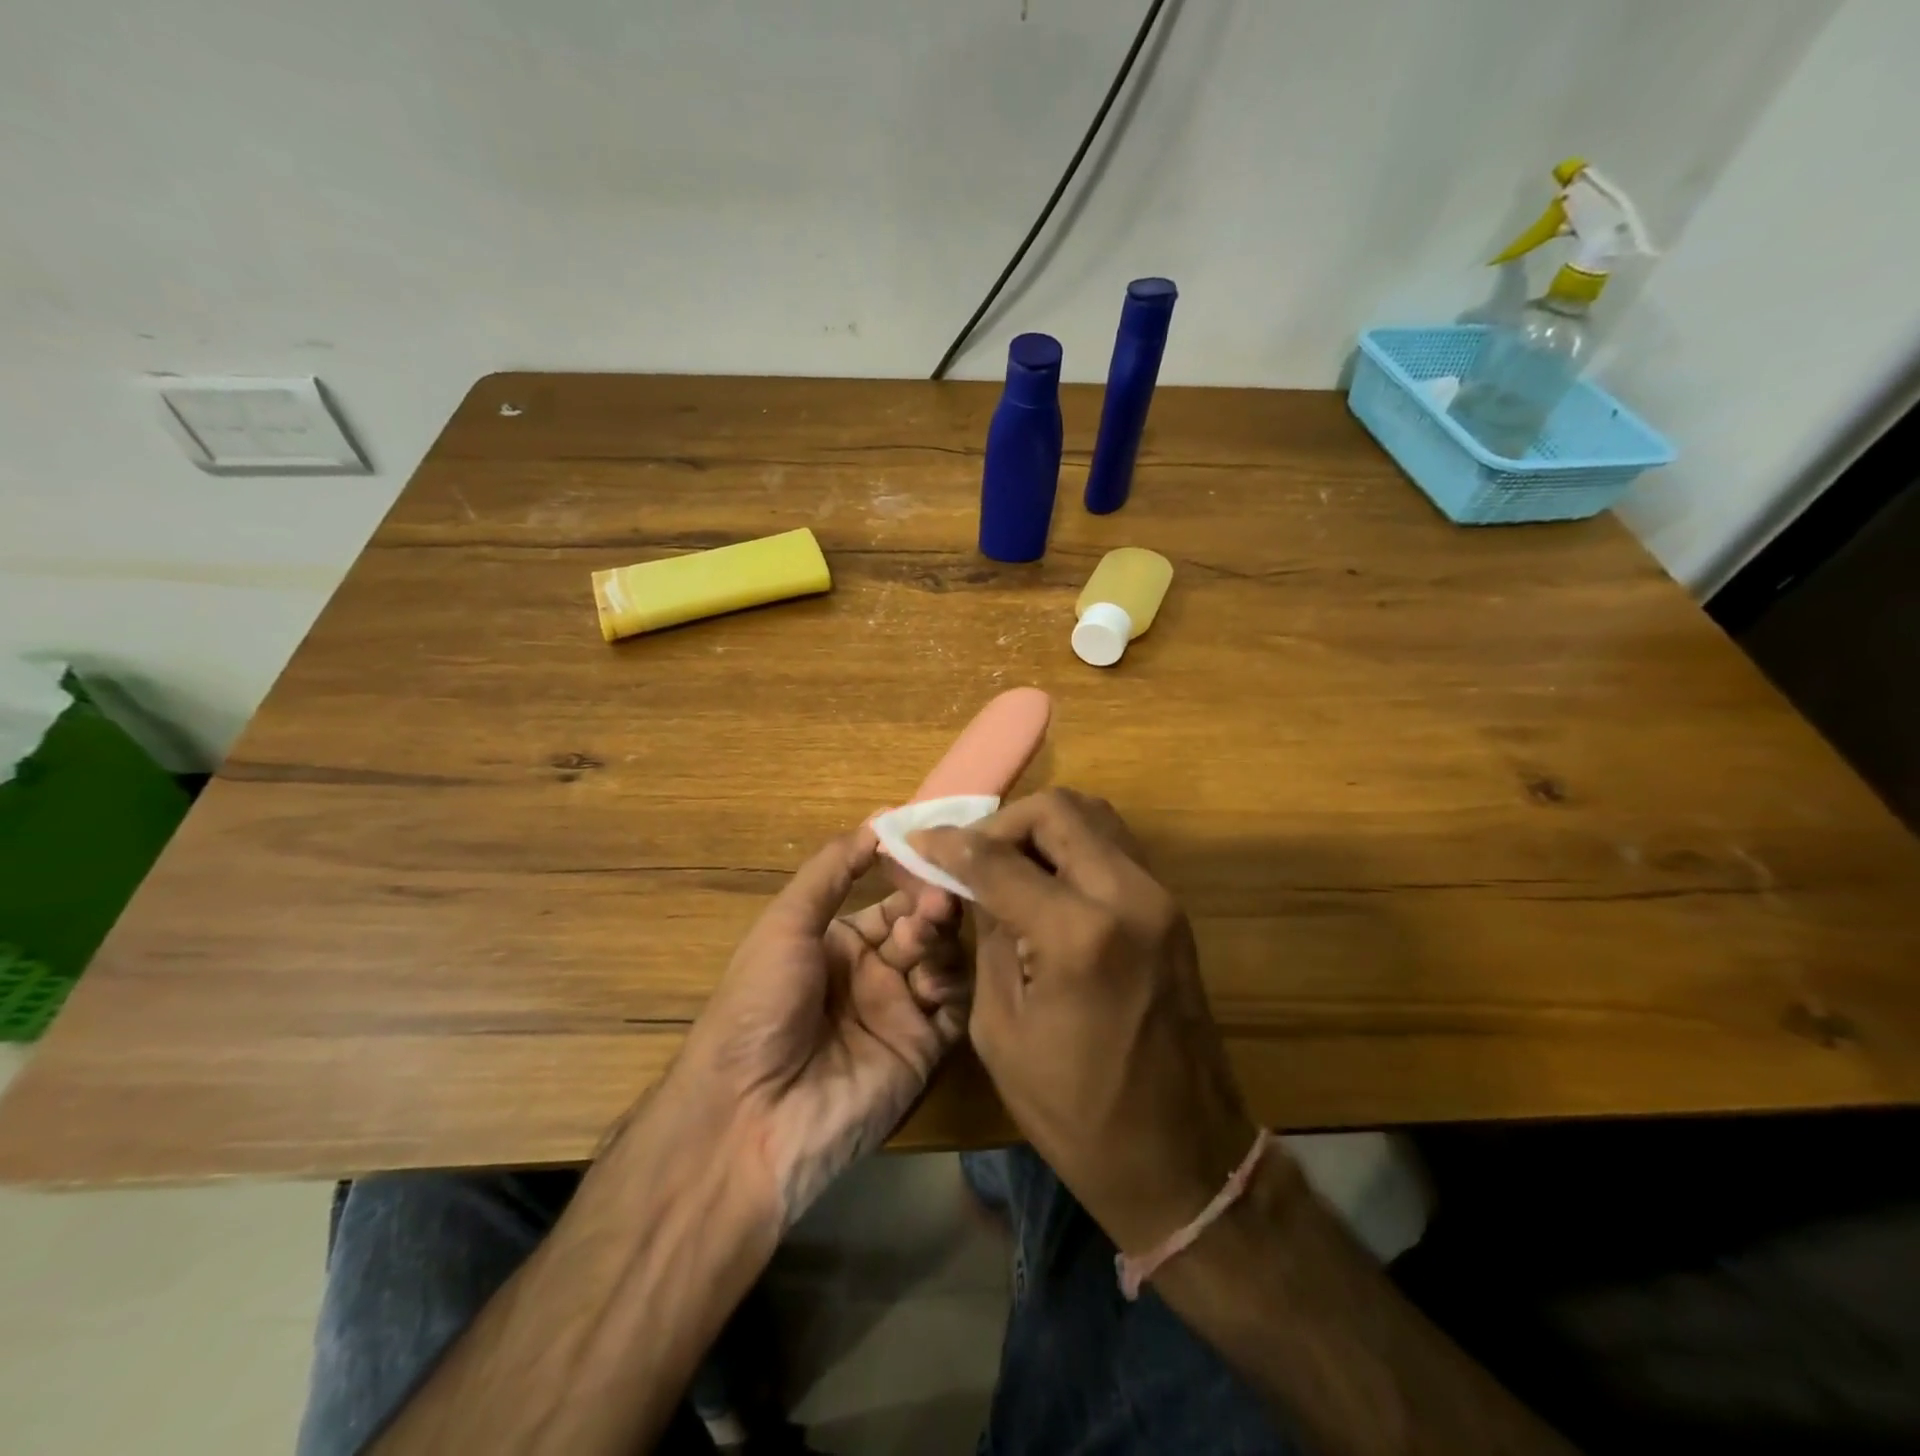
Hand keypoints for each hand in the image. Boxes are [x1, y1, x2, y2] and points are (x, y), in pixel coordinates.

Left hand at [674, 828, 969, 1225]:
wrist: (750, 1115)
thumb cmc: (760, 1006)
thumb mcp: (785, 925)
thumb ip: (831, 870)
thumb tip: (879, 819)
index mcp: (840, 943)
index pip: (892, 899)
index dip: (910, 876)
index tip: (930, 850)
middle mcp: (874, 973)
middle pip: (923, 925)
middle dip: (930, 904)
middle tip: (935, 896)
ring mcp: (900, 1011)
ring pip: (943, 959)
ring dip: (939, 939)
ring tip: (926, 931)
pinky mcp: (922, 1050)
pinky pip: (953, 1007)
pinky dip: (952, 986)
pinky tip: (931, 980)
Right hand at [912, 789, 1257, 1255]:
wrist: (1183, 1157)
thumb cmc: (1077, 1113)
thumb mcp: (1002, 1030)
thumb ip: (989, 938)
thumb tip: (975, 883)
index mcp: (1080, 935)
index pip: (1000, 858)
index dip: (951, 845)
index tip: (921, 843)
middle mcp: (1129, 897)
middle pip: (1058, 810)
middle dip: (1003, 823)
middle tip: (971, 857)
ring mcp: (1160, 898)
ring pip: (1094, 816)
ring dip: (1041, 829)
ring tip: (1005, 866)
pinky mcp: (1171, 910)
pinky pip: (1114, 847)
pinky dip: (1072, 846)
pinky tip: (1044, 883)